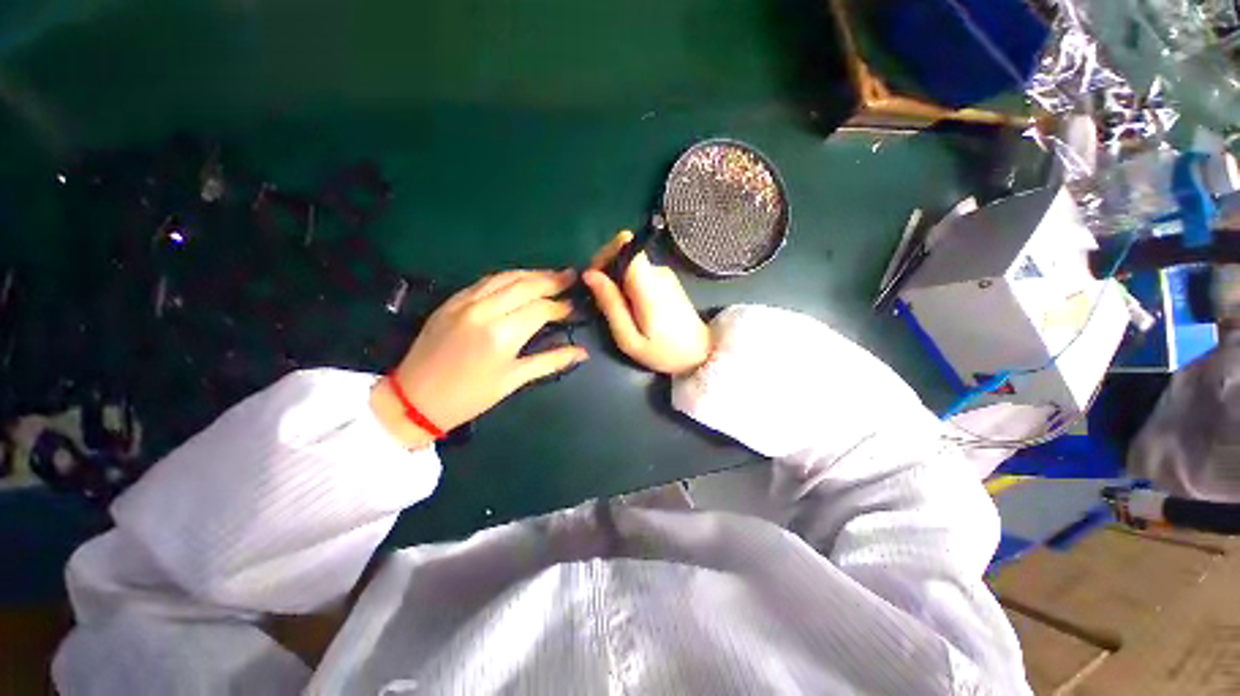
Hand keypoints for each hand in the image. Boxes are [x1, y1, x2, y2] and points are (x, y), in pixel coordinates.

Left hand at [372, 269, 587, 447]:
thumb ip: (551, 361)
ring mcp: (465, 302)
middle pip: (525, 285)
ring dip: (531, 274)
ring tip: (550, 275)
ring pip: (505, 277)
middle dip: (551, 280)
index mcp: (502, 334)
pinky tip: (519, 280)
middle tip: (571, 276)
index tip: (574, 307)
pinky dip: (507, 277)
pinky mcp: (451, 300)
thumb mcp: (514, 380)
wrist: (415, 399)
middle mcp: (484, 310)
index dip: (561, 307)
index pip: (541, 309)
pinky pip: (485, 281)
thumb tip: (582, 353)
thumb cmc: (470, 396)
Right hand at [583, 230, 711, 375]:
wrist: (700, 354)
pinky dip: (627, 286)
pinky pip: (638, 273)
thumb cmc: (663, 352)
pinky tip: (630, 309)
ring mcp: (664, 274)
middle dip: (606, 271)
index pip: (625, 245)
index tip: (593, 278)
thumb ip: (611, 305)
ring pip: (629, 265)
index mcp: (649, 285)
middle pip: (624, 254)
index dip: (605, 255)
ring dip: (616, 282)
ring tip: (616, 310)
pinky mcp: (666, 280)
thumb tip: (589, 275)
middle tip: (601, 301)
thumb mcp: (629, 338)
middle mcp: (658, 272)